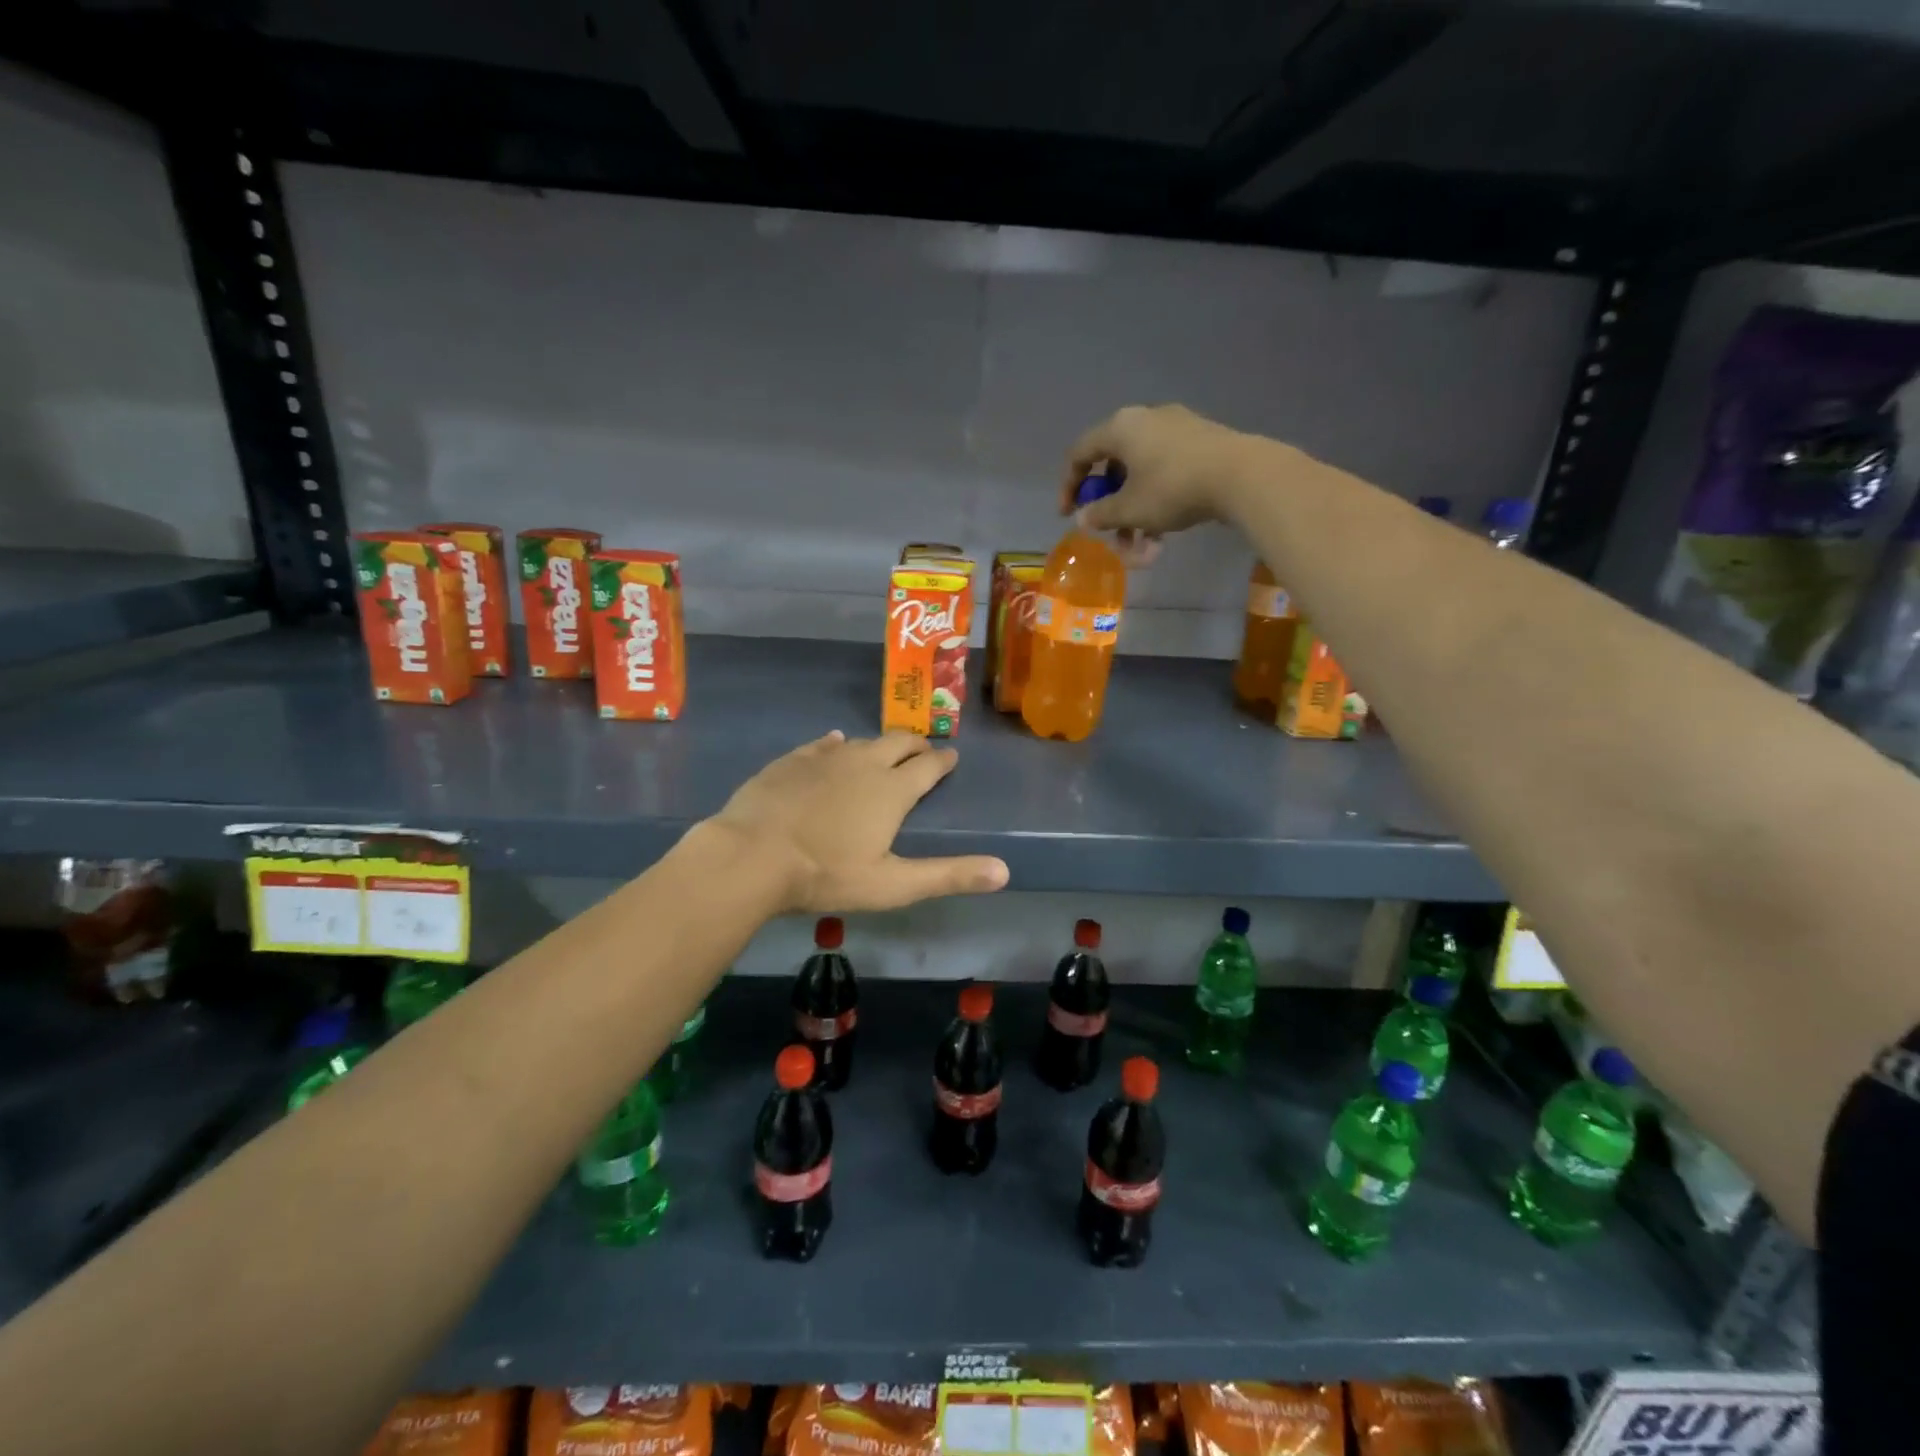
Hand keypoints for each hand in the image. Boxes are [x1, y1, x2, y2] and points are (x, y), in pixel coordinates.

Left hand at [705, 730, 1009, 912]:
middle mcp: (865, 763)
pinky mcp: (793, 759)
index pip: (929, 766)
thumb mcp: (893, 885)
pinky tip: (836, 743)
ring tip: (884, 753)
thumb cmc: (826, 874)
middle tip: (923, 751)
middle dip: (916, 745)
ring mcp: (826, 757)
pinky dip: (838, 744)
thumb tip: (1004, 871)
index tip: (952, 757)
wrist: (751, 855)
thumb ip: (948, 876)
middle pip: (899, 742)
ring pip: (863, 741)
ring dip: (879, 746)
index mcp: (893, 790)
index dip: (944, 761)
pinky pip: (825, 743)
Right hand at [1060, 404, 1270, 535]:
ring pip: (1142, 475)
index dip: (1069, 486)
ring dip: (1135, 514)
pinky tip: (1165, 534)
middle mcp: (1145, 419)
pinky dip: (1157, 502)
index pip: (1080, 453)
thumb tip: (1083, 517)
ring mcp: (1176, 428)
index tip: (1068, 515)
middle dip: (1111, 510)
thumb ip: (1100, 514)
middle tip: (1111, 537)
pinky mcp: (1201, 442)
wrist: (1241, 475)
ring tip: (1143, 549)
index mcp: (1120, 428)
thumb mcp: (1129, 509)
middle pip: (1114, 467)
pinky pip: (1165, 472)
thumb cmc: (1172, 488)